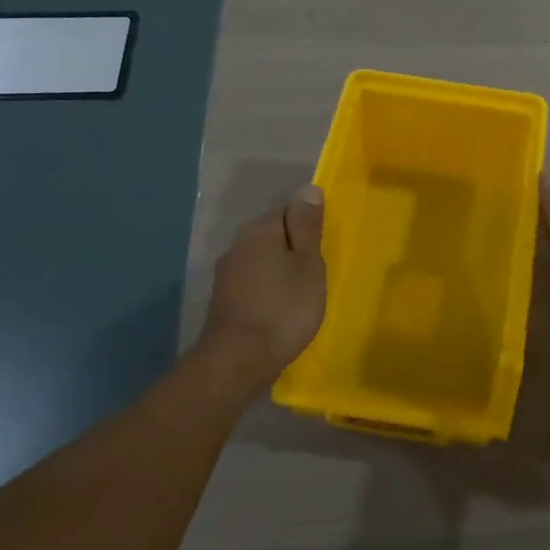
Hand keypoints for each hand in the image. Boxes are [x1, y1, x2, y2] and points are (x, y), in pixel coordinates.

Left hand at [201, 185, 326, 377]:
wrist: (238, 360)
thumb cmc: (284, 309)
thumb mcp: (307, 264)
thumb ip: (307, 226)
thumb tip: (308, 189)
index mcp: (260, 230)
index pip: (288, 209)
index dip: (309, 224)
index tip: (325, 246)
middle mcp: (238, 244)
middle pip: (273, 233)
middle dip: (294, 246)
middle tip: (318, 269)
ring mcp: (227, 272)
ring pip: (262, 258)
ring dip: (280, 268)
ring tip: (302, 289)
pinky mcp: (224, 298)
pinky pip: (253, 280)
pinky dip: (268, 287)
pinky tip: (281, 306)